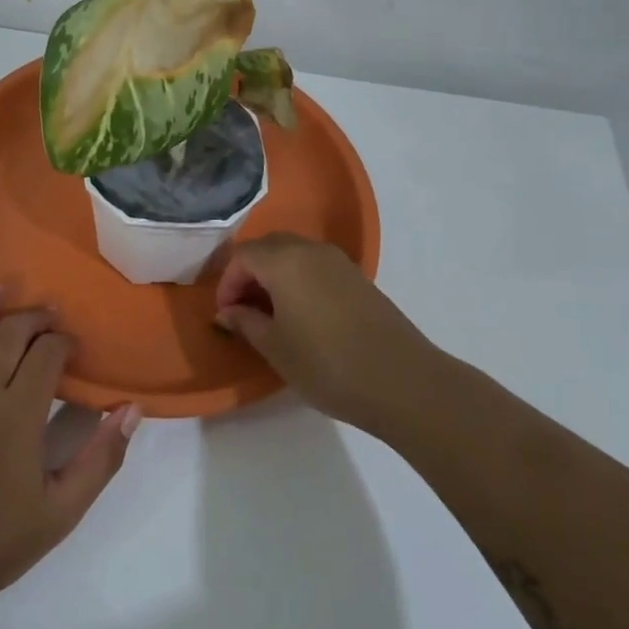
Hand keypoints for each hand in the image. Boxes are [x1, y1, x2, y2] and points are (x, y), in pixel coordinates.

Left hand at [0, 291, 140, 628]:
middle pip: (8, 333)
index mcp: (17, 416)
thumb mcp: (63, 511)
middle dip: (34, 317)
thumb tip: (132, 409)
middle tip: (49, 315)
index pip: (46, 354)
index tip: (73, 345)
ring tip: (3, 291)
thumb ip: (102, 458)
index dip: (64, 341)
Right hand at [214, 233, 441, 436]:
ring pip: (294, 255)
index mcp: (284, 261)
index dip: (227, 283)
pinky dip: (299, 281)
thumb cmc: (327, 365)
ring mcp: (339, 262)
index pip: (243, 256)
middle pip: (269, 247)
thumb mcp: (275, 348)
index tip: (226, 315)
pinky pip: (316, 267)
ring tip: (271, 315)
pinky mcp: (359, 278)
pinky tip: (303, 316)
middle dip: (249, 274)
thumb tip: (228, 311)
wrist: (401, 381)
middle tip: (244, 311)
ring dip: (275, 276)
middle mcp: (311, 251)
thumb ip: (246, 322)